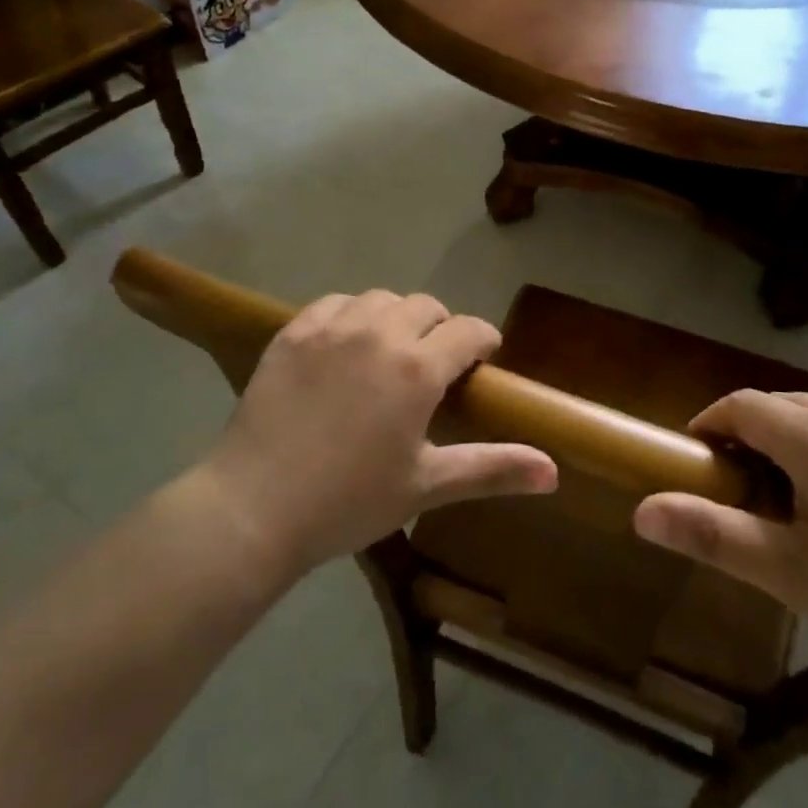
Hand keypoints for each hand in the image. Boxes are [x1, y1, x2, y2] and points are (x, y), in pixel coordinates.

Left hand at [204, 291, 557, 572]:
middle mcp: (380, 333)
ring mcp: (333, 328)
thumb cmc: (349, 501)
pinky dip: (350, 316)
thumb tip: (554, 472)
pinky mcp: (293, 332)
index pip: (469, 331)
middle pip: (427, 306)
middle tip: (433, 366)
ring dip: (396, 319)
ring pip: (381, 300)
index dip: (484, 341)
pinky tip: (344, 346)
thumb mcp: (426, 485)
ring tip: (388, 353)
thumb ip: (493, 468)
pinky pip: (335, 304)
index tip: (483, 360)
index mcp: (419, 368)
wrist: (253, 507)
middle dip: (441, 328)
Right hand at [633, 392, 807, 684]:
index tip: (695, 460)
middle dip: (745, 434)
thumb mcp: (787, 571)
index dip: (708, 424)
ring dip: (785, 440)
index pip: (741, 405)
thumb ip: (711, 534)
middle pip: (778, 406)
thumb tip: (642, 511)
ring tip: (784, 497)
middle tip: (734, 487)